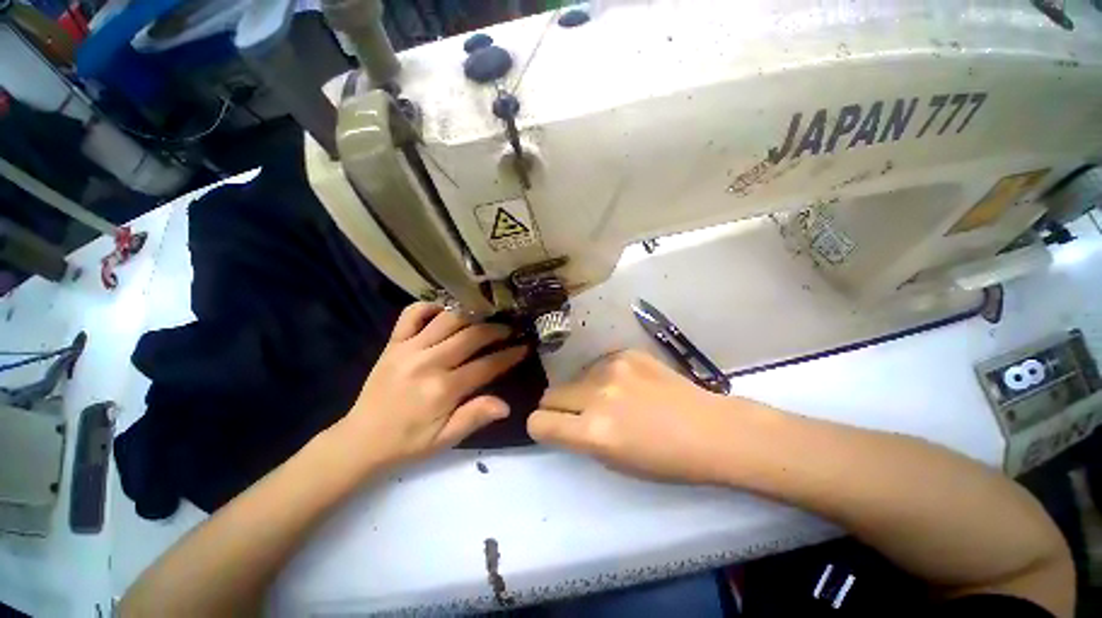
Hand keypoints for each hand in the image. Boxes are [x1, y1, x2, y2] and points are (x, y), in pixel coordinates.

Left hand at [335, 302, 526, 471]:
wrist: (360, 440)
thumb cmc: (407, 443)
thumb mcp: (445, 440)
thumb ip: (475, 417)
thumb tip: (506, 405)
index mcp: (443, 389)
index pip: (486, 365)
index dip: (509, 355)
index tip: (524, 347)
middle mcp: (428, 362)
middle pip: (471, 335)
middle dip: (496, 330)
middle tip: (510, 329)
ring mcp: (408, 348)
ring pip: (448, 319)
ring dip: (471, 314)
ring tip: (485, 316)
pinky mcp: (393, 343)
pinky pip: (411, 313)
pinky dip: (430, 306)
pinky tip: (445, 311)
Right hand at [528, 350, 772, 483]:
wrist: (710, 429)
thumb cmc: (665, 459)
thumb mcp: (614, 462)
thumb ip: (580, 438)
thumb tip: (561, 421)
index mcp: (594, 432)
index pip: (539, 422)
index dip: (541, 427)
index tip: (553, 427)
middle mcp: (597, 395)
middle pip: (550, 394)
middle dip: (558, 406)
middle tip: (581, 413)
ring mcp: (612, 367)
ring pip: (574, 377)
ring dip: (583, 389)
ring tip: (614, 398)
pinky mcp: (625, 352)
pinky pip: (598, 365)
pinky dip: (604, 376)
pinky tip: (630, 384)